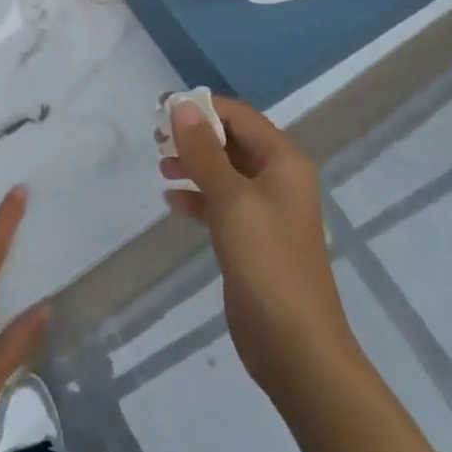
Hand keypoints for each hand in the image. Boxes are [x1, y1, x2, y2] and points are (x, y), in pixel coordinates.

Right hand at [162, 97, 358, 395]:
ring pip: (224, 172)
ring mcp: (265, 212)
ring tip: (162, 169)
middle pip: (231, 142)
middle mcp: (278, 180)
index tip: (160, 110)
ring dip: (193, 165)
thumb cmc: (267, 262)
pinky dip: (198, 198)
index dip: (201, 108)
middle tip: (156, 140)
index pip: (239, 117)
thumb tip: (181, 105)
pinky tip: (173, 202)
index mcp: (284, 162)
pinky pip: (221, 204)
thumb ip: (204, 151)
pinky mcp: (251, 240)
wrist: (295, 346)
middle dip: (194, 136)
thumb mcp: (231, 199)